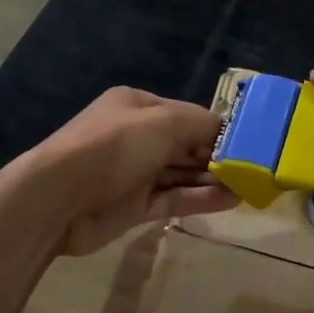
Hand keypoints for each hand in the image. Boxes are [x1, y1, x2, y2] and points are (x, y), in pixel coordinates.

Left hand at [17, 87, 236, 256]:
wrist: (58, 198)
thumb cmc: (113, 147)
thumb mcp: (162, 123)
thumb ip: (200, 123)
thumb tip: (228, 129)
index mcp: (138, 106)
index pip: (187, 114)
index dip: (217, 128)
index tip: (249, 141)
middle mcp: (137, 135)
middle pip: (186, 143)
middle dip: (217, 155)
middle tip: (256, 167)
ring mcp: (134, 172)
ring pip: (182, 173)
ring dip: (213, 178)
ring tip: (251, 186)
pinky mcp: (134, 206)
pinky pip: (174, 198)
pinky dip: (200, 199)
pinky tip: (230, 200)